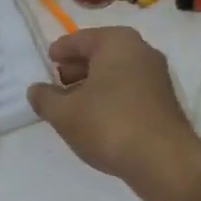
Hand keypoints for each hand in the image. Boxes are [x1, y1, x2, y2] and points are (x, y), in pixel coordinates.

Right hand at [27, 27, 200, 195]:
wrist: (164, 160)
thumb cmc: (109, 124)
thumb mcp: (65, 113)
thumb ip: (45, 98)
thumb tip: (36, 90)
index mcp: (116, 42)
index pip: (80, 39)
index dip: (61, 50)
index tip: (48, 60)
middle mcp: (140, 50)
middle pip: (100, 53)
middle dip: (77, 67)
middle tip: (58, 82)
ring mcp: (156, 75)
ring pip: (116, 72)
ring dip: (94, 84)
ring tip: (74, 104)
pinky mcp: (164, 100)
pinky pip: (129, 89)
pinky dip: (111, 96)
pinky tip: (97, 117)